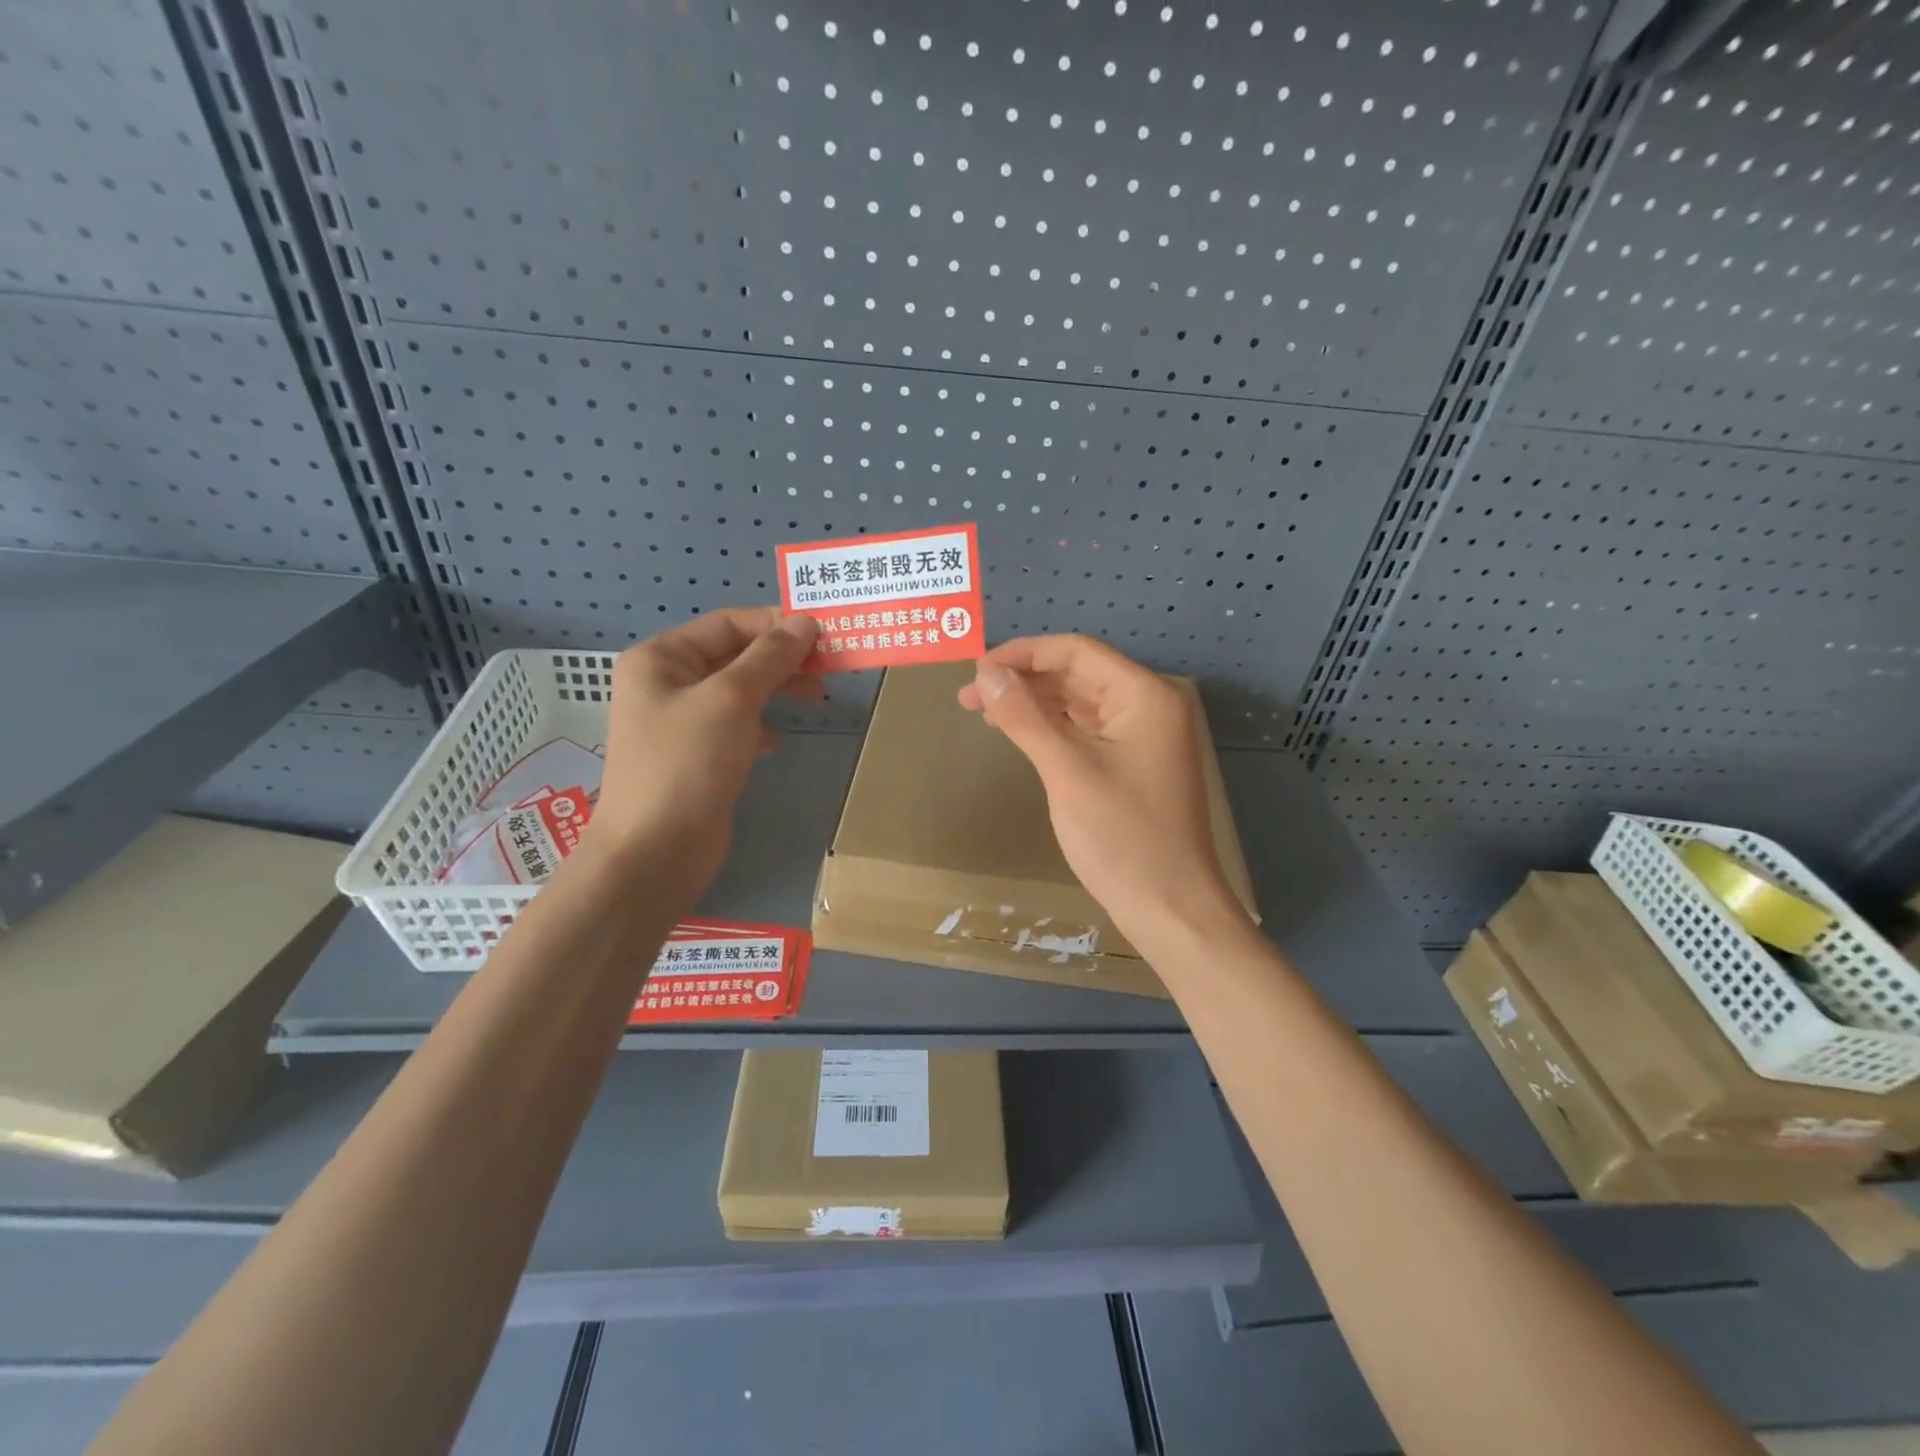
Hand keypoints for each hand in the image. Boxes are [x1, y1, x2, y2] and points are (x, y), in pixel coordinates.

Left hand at [587, 608, 819, 895]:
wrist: (655, 851)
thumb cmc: (686, 764)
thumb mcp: (730, 700)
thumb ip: (769, 658)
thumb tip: (805, 622)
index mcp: (661, 658)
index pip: (728, 623)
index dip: (776, 624)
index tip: (825, 633)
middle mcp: (668, 682)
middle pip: (736, 655)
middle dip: (782, 658)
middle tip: (829, 667)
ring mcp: (681, 721)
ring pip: (740, 690)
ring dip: (777, 689)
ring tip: (817, 698)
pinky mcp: (698, 755)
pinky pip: (737, 724)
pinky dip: (762, 724)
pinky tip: (778, 740)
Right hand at [958, 635, 1247, 950]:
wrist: (1171, 908)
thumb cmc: (1122, 838)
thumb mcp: (1067, 771)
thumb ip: (1024, 716)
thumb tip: (985, 671)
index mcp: (1144, 695)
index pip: (1076, 652)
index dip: (1022, 654)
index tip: (974, 670)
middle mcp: (1148, 705)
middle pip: (1077, 674)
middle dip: (1023, 680)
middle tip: (969, 698)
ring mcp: (1143, 736)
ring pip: (1079, 702)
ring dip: (1034, 703)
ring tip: (984, 713)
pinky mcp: (1133, 763)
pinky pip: (1087, 730)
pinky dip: (1052, 728)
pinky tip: (1021, 734)